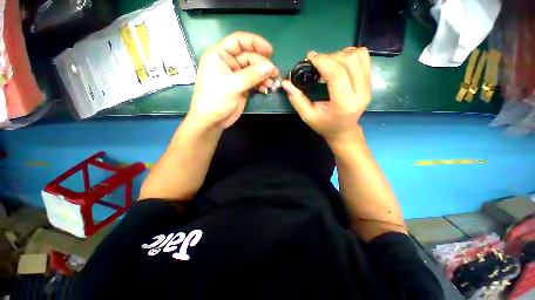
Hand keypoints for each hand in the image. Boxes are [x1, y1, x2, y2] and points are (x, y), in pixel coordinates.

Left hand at [189, 32, 279, 128]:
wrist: (212, 121)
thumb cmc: (216, 100)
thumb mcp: (233, 85)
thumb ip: (252, 75)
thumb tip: (271, 67)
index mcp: (220, 55)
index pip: (238, 41)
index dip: (255, 42)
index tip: (270, 50)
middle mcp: (229, 63)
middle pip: (249, 57)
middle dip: (262, 64)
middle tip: (274, 73)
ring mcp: (236, 76)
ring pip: (254, 70)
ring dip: (264, 75)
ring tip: (272, 83)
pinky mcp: (242, 87)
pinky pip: (254, 81)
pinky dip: (261, 84)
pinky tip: (266, 89)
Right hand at [282, 47, 370, 144]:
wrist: (344, 130)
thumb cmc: (324, 125)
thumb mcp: (308, 116)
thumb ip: (297, 100)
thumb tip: (286, 83)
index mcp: (344, 104)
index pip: (337, 74)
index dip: (323, 61)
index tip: (310, 57)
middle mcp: (361, 93)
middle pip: (349, 61)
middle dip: (330, 56)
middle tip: (317, 62)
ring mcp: (368, 87)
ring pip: (359, 56)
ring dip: (341, 54)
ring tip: (328, 63)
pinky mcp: (370, 82)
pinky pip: (364, 58)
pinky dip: (351, 54)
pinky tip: (340, 63)